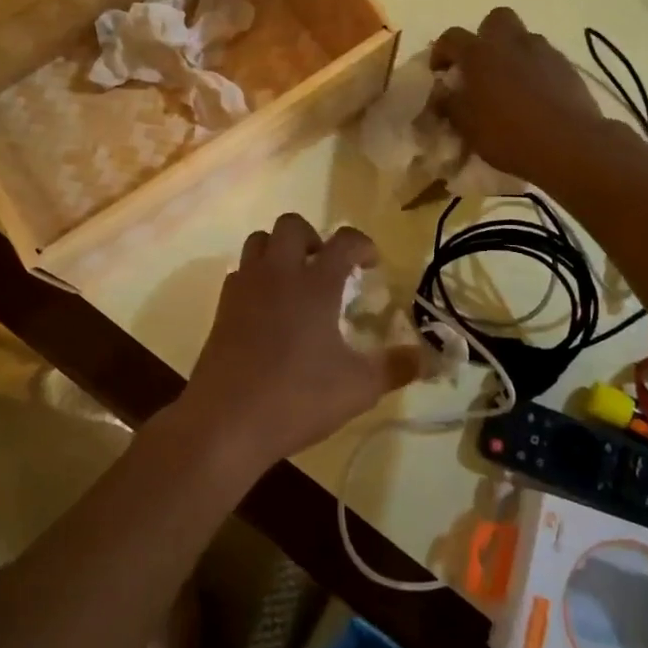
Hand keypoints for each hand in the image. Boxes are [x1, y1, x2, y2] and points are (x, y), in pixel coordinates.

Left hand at [178, 215, 421, 473]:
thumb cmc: (297, 398)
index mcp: (315, 283)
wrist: (226, 422)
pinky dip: (258, 277)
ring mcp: (245, 287)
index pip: (344, 240)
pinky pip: (241, 272)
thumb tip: (425, 357)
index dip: (363, 245)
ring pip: (259, 241)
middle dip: (314, 237)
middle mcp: (278, 273)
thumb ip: (396, 367)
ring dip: (280, 250)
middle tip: (328, 269)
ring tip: (297, 283)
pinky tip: (269, 310)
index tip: (372, 264)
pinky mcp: (222, 307)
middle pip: (292, 224)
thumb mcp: (359, 388)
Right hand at [430, 8, 605, 186]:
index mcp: (479, 54)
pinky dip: (535, 70)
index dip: (441, 52)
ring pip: (523, 38)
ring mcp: (543, 52)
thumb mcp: (467, 126)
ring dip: (512, 53)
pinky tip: (535, 96)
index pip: (451, 38)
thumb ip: (450, 105)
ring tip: (510, 84)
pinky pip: (545, 58)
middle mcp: (511, 43)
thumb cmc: (508, 134)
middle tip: (481, 66)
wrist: (569, 144)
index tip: (439, 72)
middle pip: (495, 20)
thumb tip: (441, 94)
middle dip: (485, 37)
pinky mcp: (567, 67)